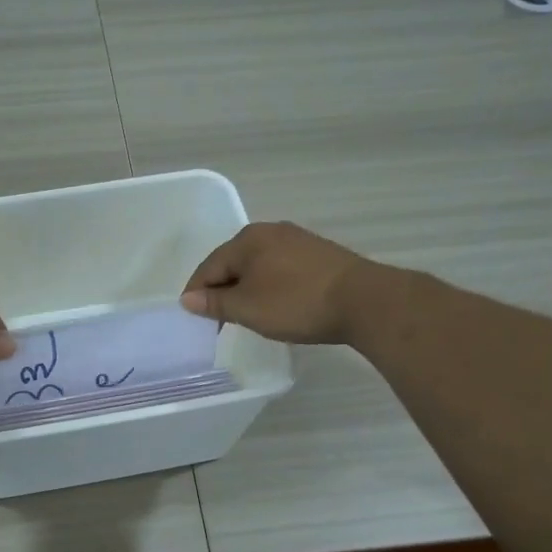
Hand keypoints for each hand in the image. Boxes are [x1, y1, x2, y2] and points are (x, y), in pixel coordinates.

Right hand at [180, 222, 373, 344]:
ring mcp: (297, 240)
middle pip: (233, 263)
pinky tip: (276, 303)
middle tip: (219, 319)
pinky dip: (270, 285)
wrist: (364, 300)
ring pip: (258, 265)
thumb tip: (188, 299)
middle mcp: (270, 232)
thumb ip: (215, 303)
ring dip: (247, 288)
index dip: (197, 293)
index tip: (194, 319)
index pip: (209, 267)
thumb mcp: (248, 308)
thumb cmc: (296, 303)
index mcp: (247, 240)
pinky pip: (280, 268)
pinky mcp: (318, 253)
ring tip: (247, 314)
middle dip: (222, 290)